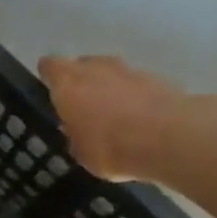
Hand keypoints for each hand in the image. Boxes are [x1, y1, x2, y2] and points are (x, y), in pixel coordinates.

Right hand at [39, 54, 216, 181]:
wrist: (168, 138)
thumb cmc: (110, 147)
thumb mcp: (80, 152)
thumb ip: (75, 135)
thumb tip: (75, 129)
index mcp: (68, 84)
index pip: (50, 67)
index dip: (48, 75)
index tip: (47, 86)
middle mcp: (96, 69)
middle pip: (82, 65)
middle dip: (80, 80)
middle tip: (79, 103)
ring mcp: (129, 70)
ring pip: (111, 72)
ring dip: (108, 86)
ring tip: (109, 111)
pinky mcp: (157, 78)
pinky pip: (136, 84)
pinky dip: (132, 96)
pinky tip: (135, 117)